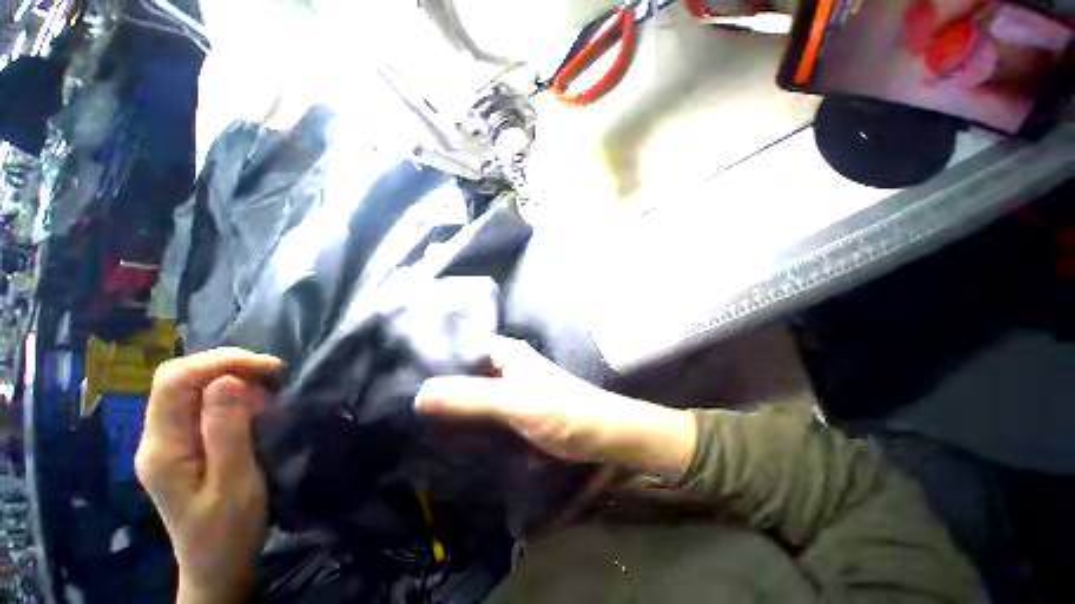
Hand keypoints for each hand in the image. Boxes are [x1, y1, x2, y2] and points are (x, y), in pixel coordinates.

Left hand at [136, 348, 282, 603]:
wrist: (218, 567)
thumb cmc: (227, 531)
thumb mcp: (234, 482)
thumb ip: (226, 431)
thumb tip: (227, 381)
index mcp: (162, 448)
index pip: (173, 381)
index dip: (218, 362)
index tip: (267, 367)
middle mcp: (157, 438)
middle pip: (180, 381)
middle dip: (229, 367)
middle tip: (274, 376)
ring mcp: (169, 443)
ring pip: (192, 391)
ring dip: (234, 381)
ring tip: (271, 393)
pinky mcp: (184, 447)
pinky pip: (202, 407)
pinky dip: (233, 398)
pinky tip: (256, 409)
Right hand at [415, 338, 696, 478]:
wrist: (597, 434)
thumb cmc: (561, 410)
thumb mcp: (514, 402)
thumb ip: (471, 398)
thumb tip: (419, 394)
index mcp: (506, 352)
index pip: (463, 343)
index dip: (434, 352)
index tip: (400, 365)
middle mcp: (504, 365)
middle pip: (464, 367)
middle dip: (437, 378)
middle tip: (396, 392)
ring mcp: (508, 388)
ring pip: (471, 388)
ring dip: (449, 399)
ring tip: (409, 411)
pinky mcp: (511, 409)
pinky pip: (480, 408)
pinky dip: (464, 415)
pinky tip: (442, 428)